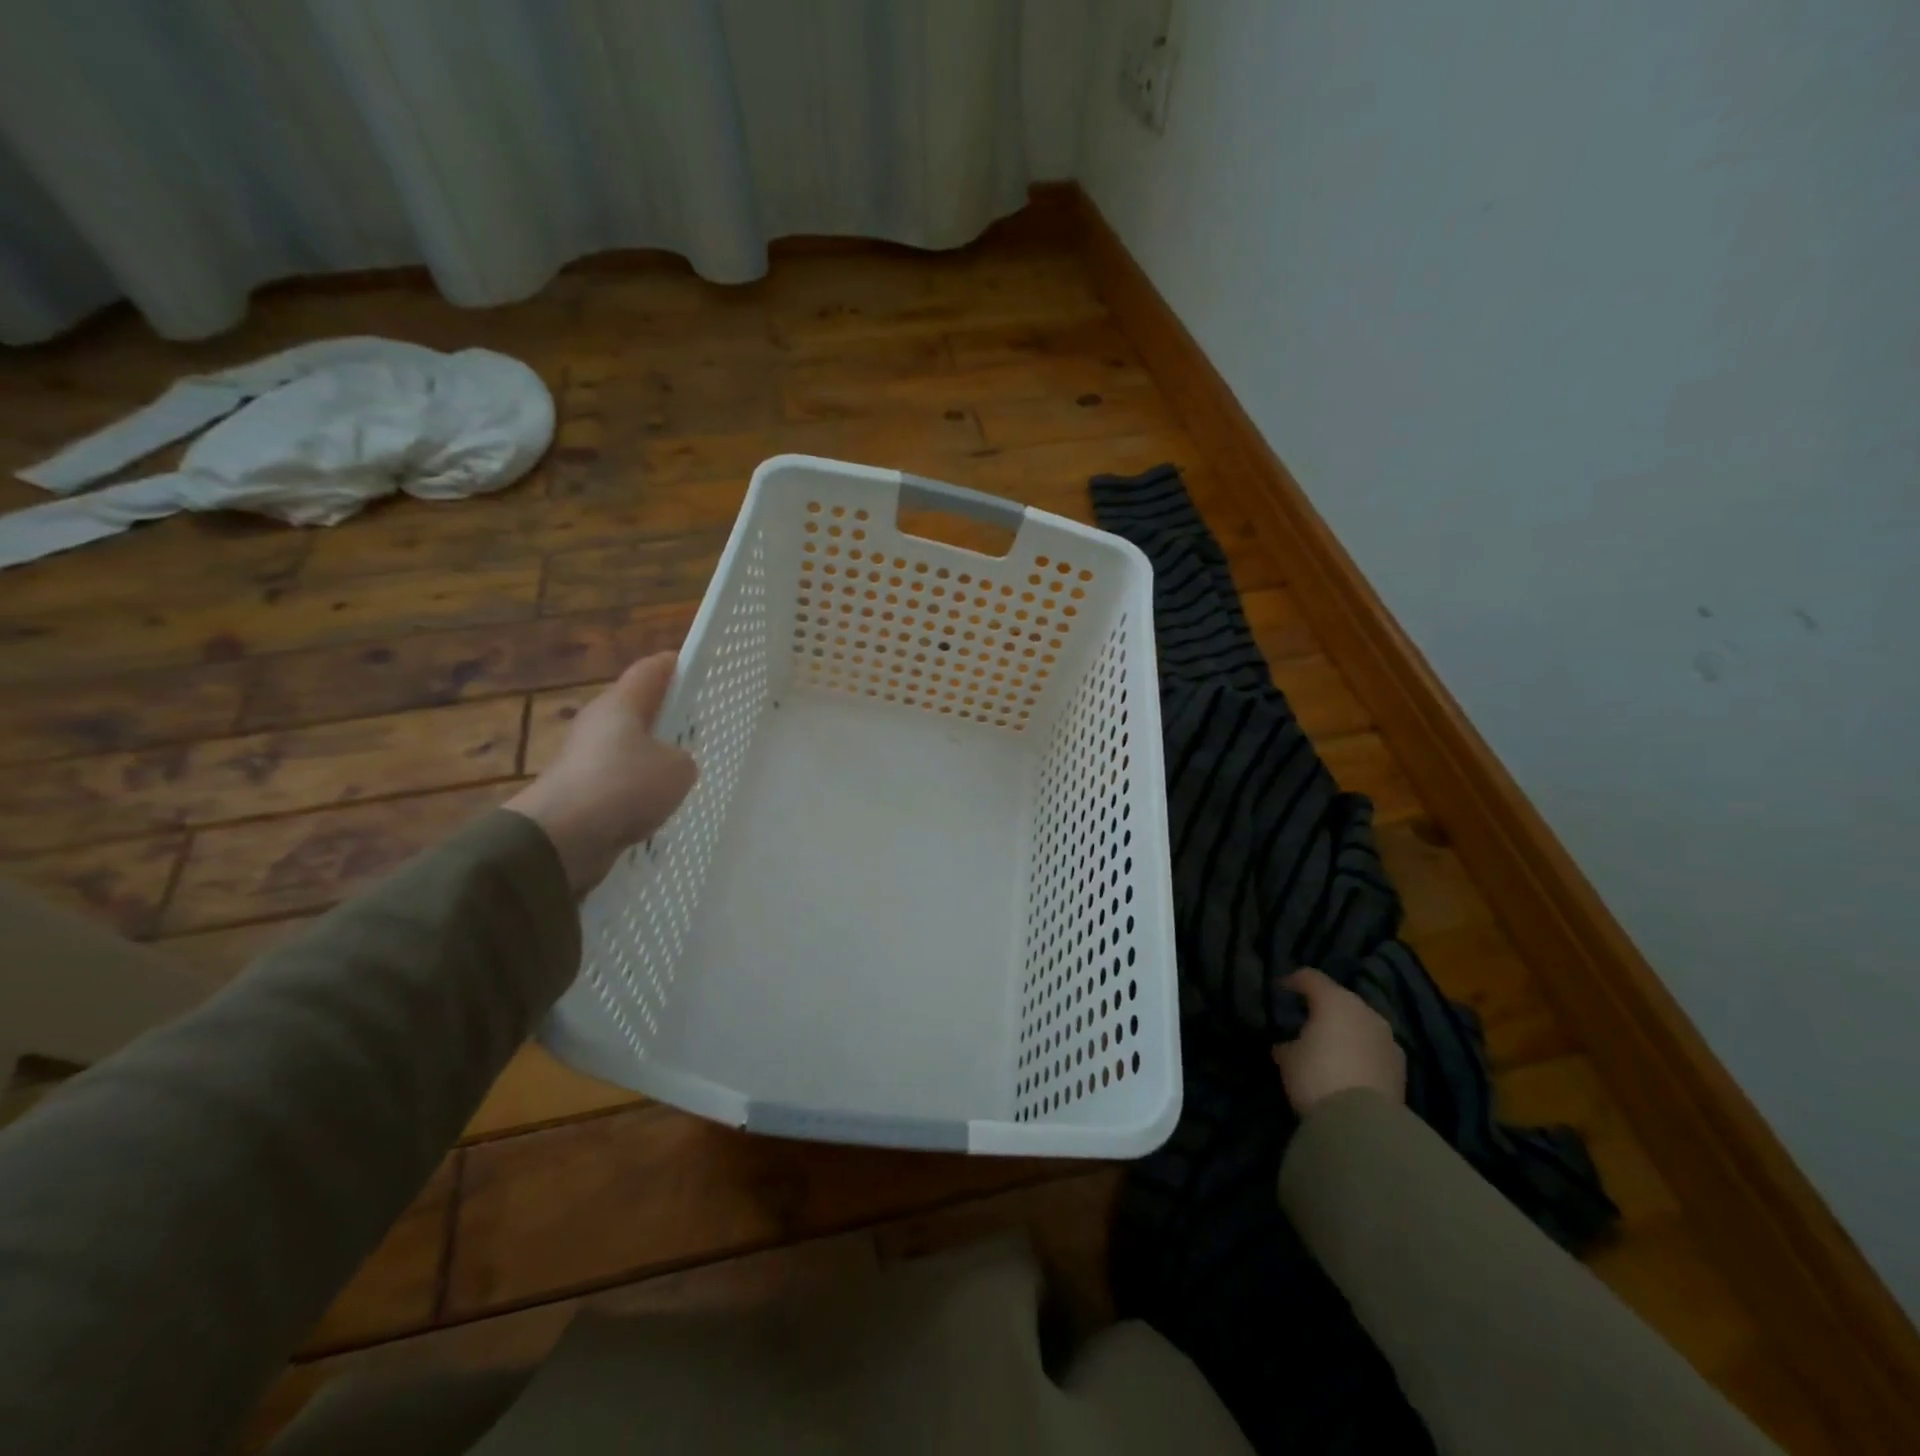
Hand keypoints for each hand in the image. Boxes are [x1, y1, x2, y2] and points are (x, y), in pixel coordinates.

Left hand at [505, 654, 698, 895]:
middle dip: (666, 714)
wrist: (562, 838)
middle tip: (699, 723)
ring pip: (627, 748)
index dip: (676, 665)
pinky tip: (659, 805)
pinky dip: (638, 789)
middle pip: (637, 709)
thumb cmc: (624, 786)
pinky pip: (619, 782)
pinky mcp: (580, 793)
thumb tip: (672, 765)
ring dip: (651, 756)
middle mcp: (598, 723)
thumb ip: (684, 759)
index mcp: (620, 703)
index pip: (651, 670)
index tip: (699, 667)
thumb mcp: (678, 769)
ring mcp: (585, 759)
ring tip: (684, 769)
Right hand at [1271, 968, 1406, 1113]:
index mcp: (1335, 1001)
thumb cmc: (1317, 1077)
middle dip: (1323, 1008)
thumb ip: (1288, 1045)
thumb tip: (1288, 1045)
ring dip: (1346, 1031)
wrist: (1364, 1124)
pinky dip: (1361, 1052)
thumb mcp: (1288, 1059)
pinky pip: (1374, 1049)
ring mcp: (1388, 1040)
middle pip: (1340, 1000)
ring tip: (1329, 1046)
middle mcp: (1366, 1013)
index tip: (1279, 989)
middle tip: (1305, 1020)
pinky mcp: (1401, 1068)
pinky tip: (1348, 1067)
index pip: (1310, 978)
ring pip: (1361, 1025)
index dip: (1292, 981)